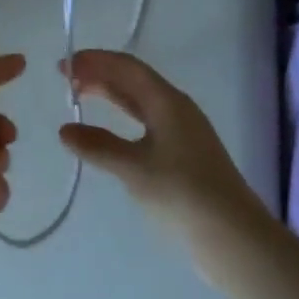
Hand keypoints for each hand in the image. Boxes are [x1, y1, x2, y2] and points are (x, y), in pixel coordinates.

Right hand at [58, 50, 265, 259]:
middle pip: (133, 80)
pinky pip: (146, 122)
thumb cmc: (182, 193)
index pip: (126, 67)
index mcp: (167, 101)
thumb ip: (98, 146)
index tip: (64, 66)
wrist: (235, 237)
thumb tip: (65, 130)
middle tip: (66, 80)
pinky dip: (122, 118)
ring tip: (81, 97)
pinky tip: (110, 132)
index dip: (94, 61)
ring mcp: (183, 132)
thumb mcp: (134, 168)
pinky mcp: (185, 155)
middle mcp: (177, 108)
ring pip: (140, 101)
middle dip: (99, 75)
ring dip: (110, 95)